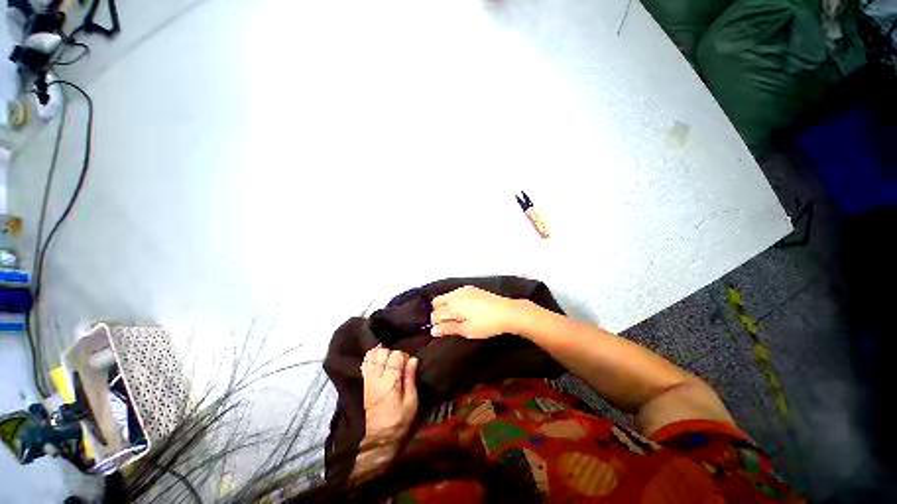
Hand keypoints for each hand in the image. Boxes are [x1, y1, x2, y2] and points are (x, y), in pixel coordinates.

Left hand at [361, 345, 418, 442]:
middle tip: (399, 363)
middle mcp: (377, 377)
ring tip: (389, 361)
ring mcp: (368, 379)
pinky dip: (371, 357)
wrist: (379, 438)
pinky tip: (378, 360)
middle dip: (392, 353)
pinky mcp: (364, 383)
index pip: (396, 355)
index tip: (409, 364)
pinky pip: (365, 363)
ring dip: (382, 354)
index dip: (404, 356)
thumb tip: (413, 359)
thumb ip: (410, 378)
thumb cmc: (399, 420)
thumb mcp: (411, 402)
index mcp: (390, 381)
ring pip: (372, 355)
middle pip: (382, 352)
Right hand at [430, 286, 520, 338]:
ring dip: (446, 306)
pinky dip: (454, 301)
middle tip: (448, 324)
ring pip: (446, 296)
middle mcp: (455, 294)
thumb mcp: (466, 330)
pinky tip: (464, 310)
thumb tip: (433, 331)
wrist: (507, 312)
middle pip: (437, 301)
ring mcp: (463, 289)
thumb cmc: (486, 324)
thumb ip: (448, 329)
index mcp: (452, 304)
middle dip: (438, 312)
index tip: (443, 331)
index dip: (436, 324)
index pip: (435, 314)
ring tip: (457, 318)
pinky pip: (456, 294)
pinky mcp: (472, 288)